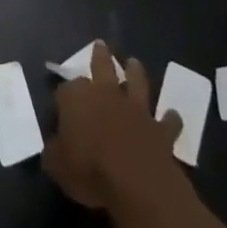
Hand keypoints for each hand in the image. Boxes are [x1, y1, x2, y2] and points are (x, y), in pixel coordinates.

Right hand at [43, 42, 182, 209]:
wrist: (137, 183)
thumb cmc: (90, 170)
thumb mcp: (57, 166)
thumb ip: (54, 152)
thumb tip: (56, 148)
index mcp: (76, 98)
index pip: (65, 90)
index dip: (62, 98)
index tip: (60, 107)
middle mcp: (106, 94)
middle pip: (102, 67)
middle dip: (100, 55)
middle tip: (101, 45)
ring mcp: (136, 109)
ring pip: (136, 82)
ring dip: (135, 72)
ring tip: (134, 63)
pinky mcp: (160, 129)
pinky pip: (167, 121)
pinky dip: (170, 118)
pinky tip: (172, 116)